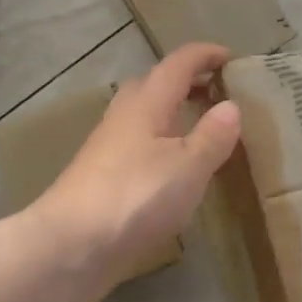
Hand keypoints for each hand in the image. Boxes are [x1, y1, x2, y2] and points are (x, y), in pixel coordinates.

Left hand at [32, 42, 240, 301]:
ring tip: (203, 128)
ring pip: (146, 115)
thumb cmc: (134, 197)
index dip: (205, 55)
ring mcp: (109, 147)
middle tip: (219, 92)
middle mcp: (125, 117)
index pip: (178, 64)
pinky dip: (163, 142)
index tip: (232, 57)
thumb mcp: (188, 166)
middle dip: (188, 82)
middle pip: (156, 84)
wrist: (69, 246)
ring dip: (174, 113)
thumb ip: (212, 136)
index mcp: (147, 103)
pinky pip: (140, 144)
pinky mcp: (103, 177)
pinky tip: (175, 168)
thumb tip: (231, 105)